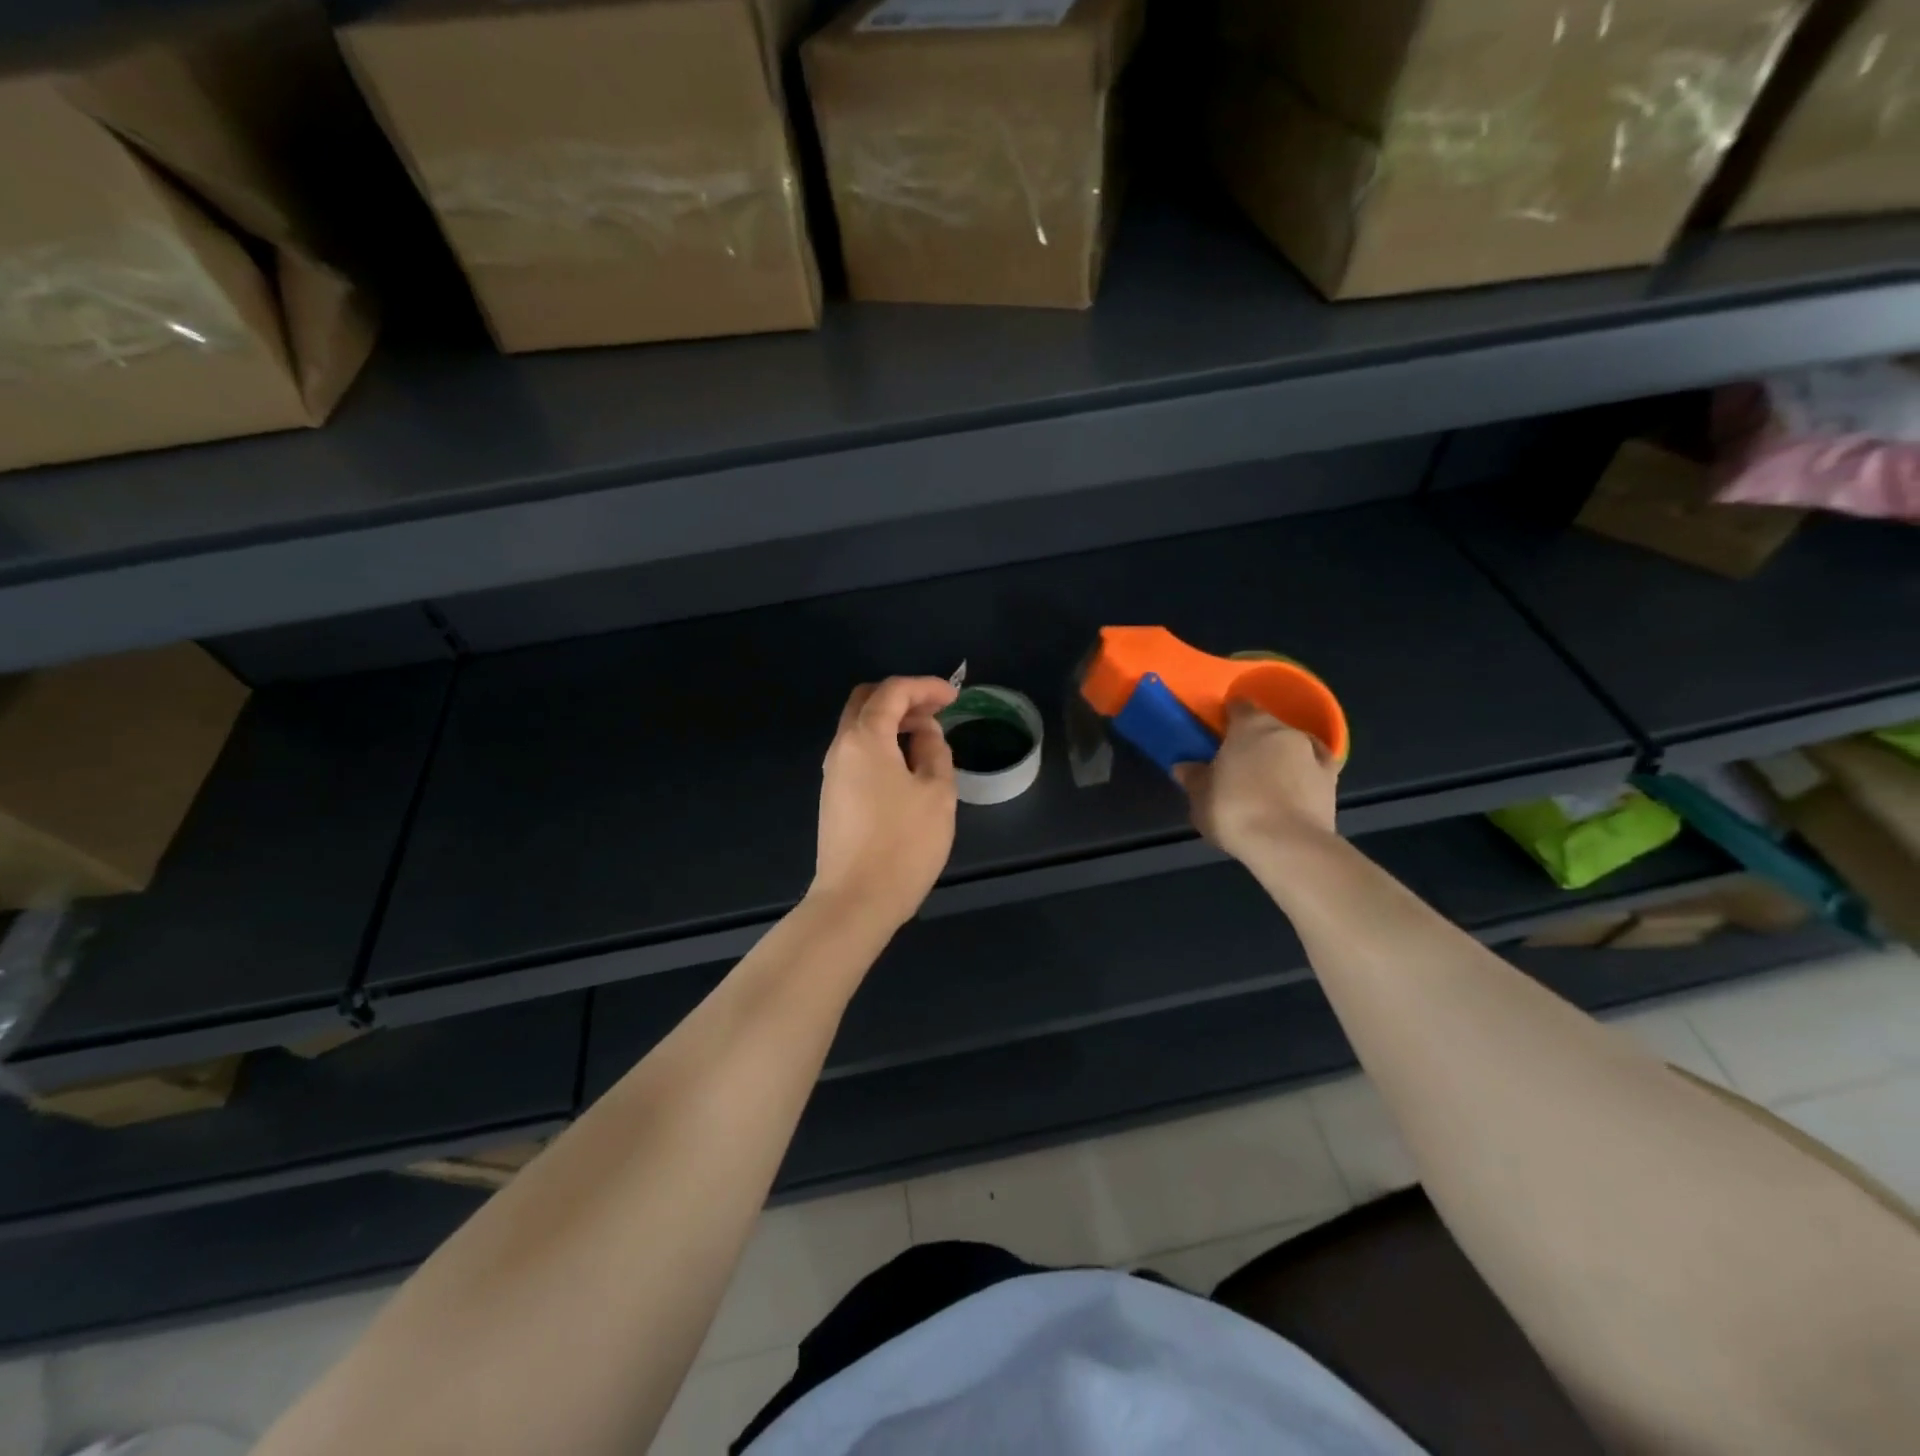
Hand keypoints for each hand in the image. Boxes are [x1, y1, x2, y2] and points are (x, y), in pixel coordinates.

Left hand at [811, 676, 959, 929]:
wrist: (856, 900)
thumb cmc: (904, 843)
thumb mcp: (936, 792)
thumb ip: (934, 750)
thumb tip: (925, 732)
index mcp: (865, 738)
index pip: (892, 692)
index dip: (925, 686)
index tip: (954, 697)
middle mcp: (841, 748)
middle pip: (866, 701)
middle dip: (902, 697)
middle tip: (936, 711)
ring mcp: (833, 773)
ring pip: (859, 727)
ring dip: (891, 722)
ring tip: (927, 738)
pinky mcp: (834, 796)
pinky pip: (857, 752)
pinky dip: (882, 744)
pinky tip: (907, 765)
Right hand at [1173, 700, 1340, 862]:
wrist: (1287, 845)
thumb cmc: (1234, 811)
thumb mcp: (1200, 797)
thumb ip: (1193, 778)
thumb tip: (1183, 767)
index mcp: (1251, 726)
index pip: (1240, 706)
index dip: (1229, 716)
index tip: (1219, 730)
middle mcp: (1285, 731)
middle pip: (1268, 726)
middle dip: (1254, 740)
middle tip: (1237, 762)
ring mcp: (1314, 754)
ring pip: (1293, 746)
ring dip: (1280, 757)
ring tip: (1265, 781)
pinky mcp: (1333, 781)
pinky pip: (1315, 768)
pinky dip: (1305, 773)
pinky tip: (1295, 787)